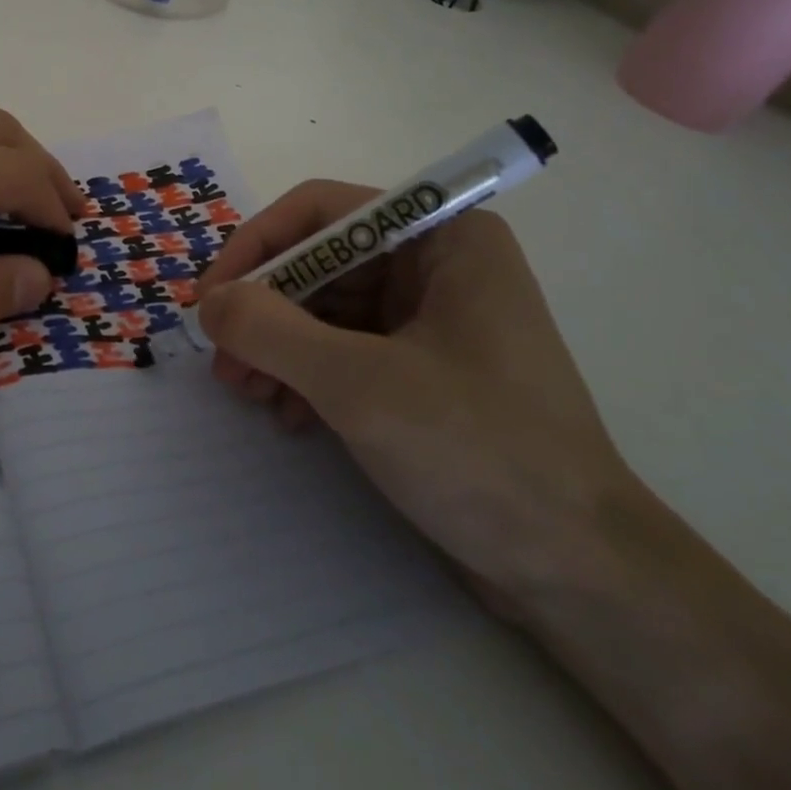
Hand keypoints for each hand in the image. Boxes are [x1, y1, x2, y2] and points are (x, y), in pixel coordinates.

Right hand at [198, 181, 635, 603]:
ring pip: (327, 308)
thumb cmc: (479, 453)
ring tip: (245, 394)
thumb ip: (270, 330)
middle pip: (320, 261)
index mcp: (442, 237)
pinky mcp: (425, 368)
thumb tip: (208, 302)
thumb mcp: (358, 384)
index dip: (257, 246)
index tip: (211, 298)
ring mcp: (433, 318)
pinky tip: (287, 415)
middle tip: (222, 360)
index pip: (322, 211)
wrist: (581, 578)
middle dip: (265, 310)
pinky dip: (307, 374)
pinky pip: (346, 348)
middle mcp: (437, 264)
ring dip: (278, 346)